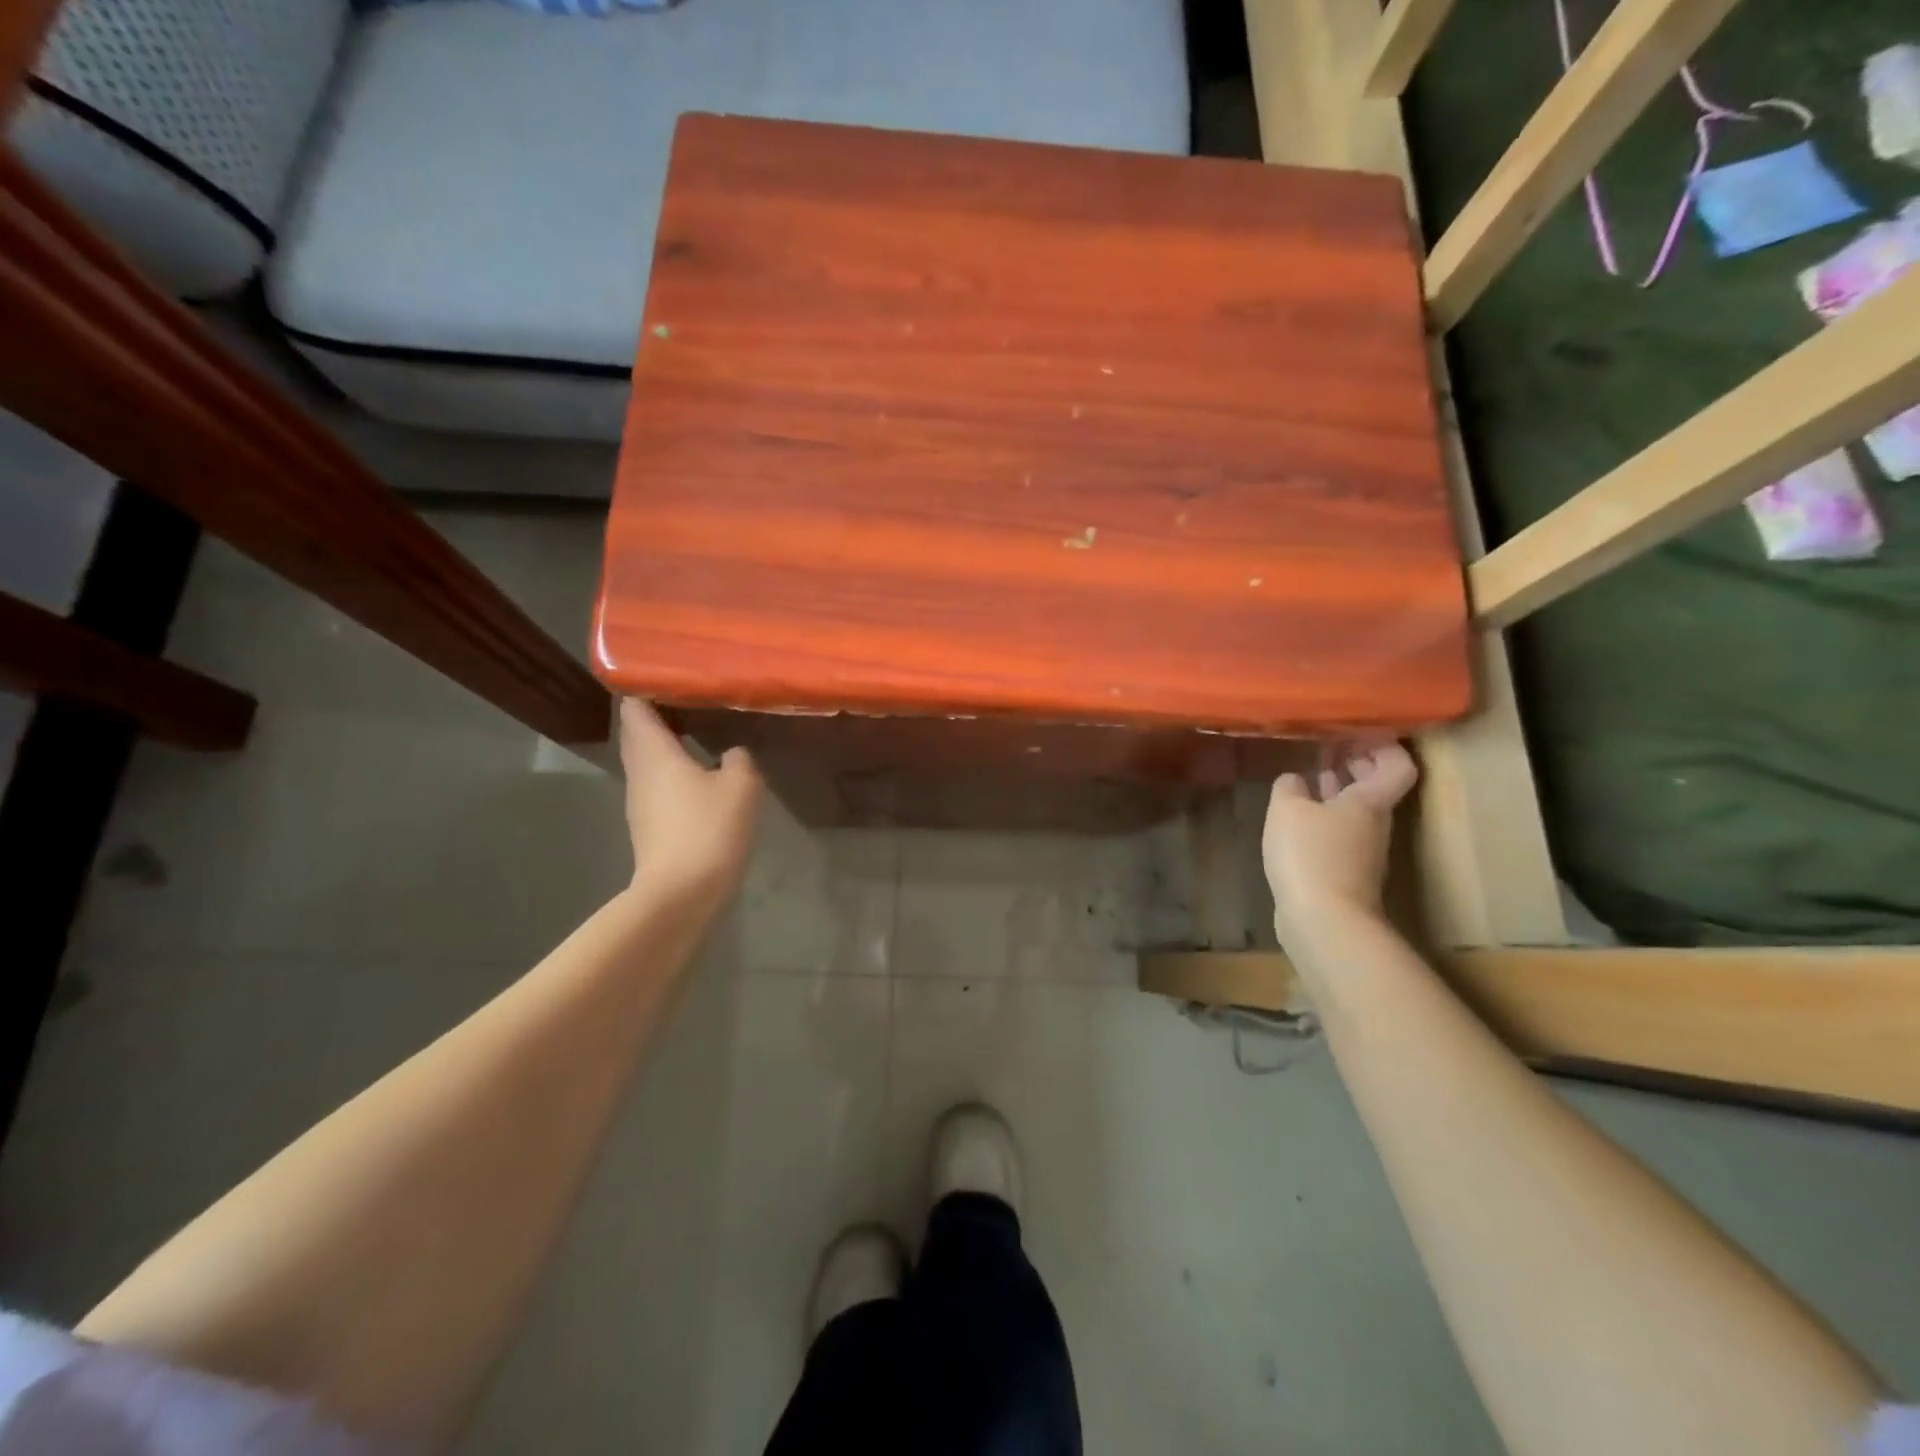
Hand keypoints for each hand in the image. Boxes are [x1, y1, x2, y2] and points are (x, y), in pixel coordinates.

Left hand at [619, 699, 761, 904]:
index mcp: (653, 751)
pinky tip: (698, 771)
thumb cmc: (708, 828)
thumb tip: (732, 752)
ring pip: (646, 757)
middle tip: (691, 697)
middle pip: (637, 730)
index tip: (671, 674)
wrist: (681, 892)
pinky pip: (656, 781)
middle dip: (657, 711)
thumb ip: (739, 759)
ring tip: (697, 728)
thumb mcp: (740, 786)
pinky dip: (671, 768)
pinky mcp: (647, 822)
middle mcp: (638, 769)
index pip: (635, 705)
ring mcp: (639, 799)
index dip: (646, 685)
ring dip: (665, 741)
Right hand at [1262, 743, 1417, 945]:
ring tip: (1309, 772)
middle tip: (1328, 743)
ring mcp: (1360, 850)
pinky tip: (1297, 816)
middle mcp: (1373, 822)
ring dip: (1336, 789)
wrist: (1325, 922)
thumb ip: (1289, 787)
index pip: (1396, 763)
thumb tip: (1295, 779)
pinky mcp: (1343, 872)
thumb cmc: (1311, 855)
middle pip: (1376, 785)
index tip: (1356, 729)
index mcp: (1369, 801)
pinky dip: (1322, 815)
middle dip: (1355, 762)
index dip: (1383, 743)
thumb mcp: (1288, 810)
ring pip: (1355, 808)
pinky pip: (1337, 831)